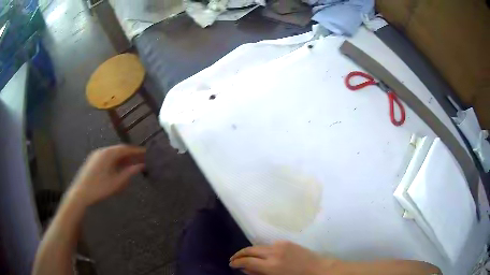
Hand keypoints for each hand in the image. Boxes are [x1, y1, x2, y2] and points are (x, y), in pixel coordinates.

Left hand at [68, 145, 145, 206]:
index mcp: (108, 154)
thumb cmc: (100, 188)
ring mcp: (96, 155)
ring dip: (122, 159)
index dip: (136, 151)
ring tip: (129, 167)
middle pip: (118, 150)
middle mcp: (102, 151)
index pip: (125, 149)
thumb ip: (129, 172)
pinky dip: (114, 161)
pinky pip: (106, 157)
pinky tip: (117, 170)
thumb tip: (141, 165)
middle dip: (129, 155)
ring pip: (112, 154)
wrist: (80, 193)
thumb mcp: (116, 182)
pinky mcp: (92, 160)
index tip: (146, 153)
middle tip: (139, 161)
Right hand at [230, 241, 338, 274]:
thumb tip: (245, 269)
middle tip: (233, 259)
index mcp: (271, 265)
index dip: (236, 262)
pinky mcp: (286, 242)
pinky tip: (262, 255)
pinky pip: (269, 245)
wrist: (318, 269)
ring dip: (250, 251)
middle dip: (239, 254)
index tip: (231, 264)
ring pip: (259, 246)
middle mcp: (274, 252)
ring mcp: (280, 245)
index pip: (247, 261)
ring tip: (245, 257)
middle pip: (250, 250)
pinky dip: (262, 250)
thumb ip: (258, 274)